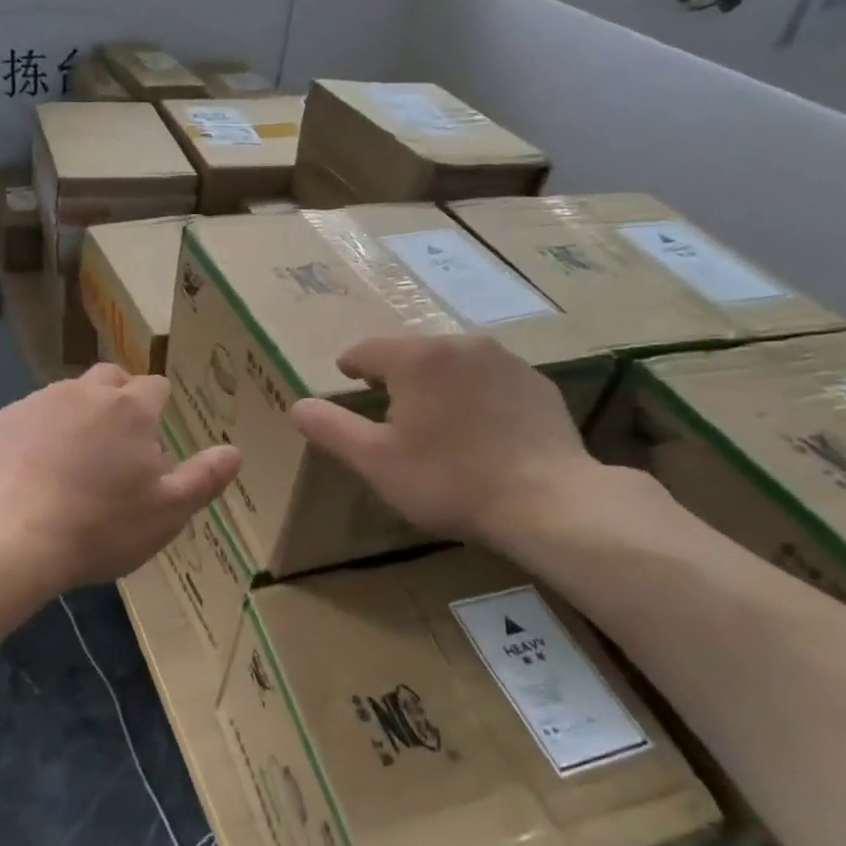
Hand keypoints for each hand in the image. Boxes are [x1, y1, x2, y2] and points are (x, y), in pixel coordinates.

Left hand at [0, 364, 240, 596]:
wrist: (11, 540)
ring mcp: (37, 402)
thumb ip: (204, 477)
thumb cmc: (101, 527)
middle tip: (116, 444)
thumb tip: (234, 451)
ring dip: (76, 415)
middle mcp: (84, 392)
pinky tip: (31, 472)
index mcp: (131, 409)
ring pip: (66, 395)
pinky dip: (36, 434)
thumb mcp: (168, 511)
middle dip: (119, 399)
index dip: (159, 408)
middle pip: (110, 379)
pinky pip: (28, 417)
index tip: (152, 441)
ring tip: (72, 461)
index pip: (156, 386)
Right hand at [290, 334, 624, 554]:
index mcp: (416, 358)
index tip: (347, 378)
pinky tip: (480, 431)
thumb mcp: (376, 461)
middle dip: (395, 376)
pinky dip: (475, 396)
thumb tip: (297, 405)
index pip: (367, 350)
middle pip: (413, 353)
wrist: (547, 500)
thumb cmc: (449, 480)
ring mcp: (506, 361)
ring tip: (434, 420)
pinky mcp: (537, 383)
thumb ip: (332, 429)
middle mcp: (460, 345)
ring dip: (436, 383)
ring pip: (453, 364)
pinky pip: (490, 380)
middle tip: (387, 408)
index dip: (351, 365)